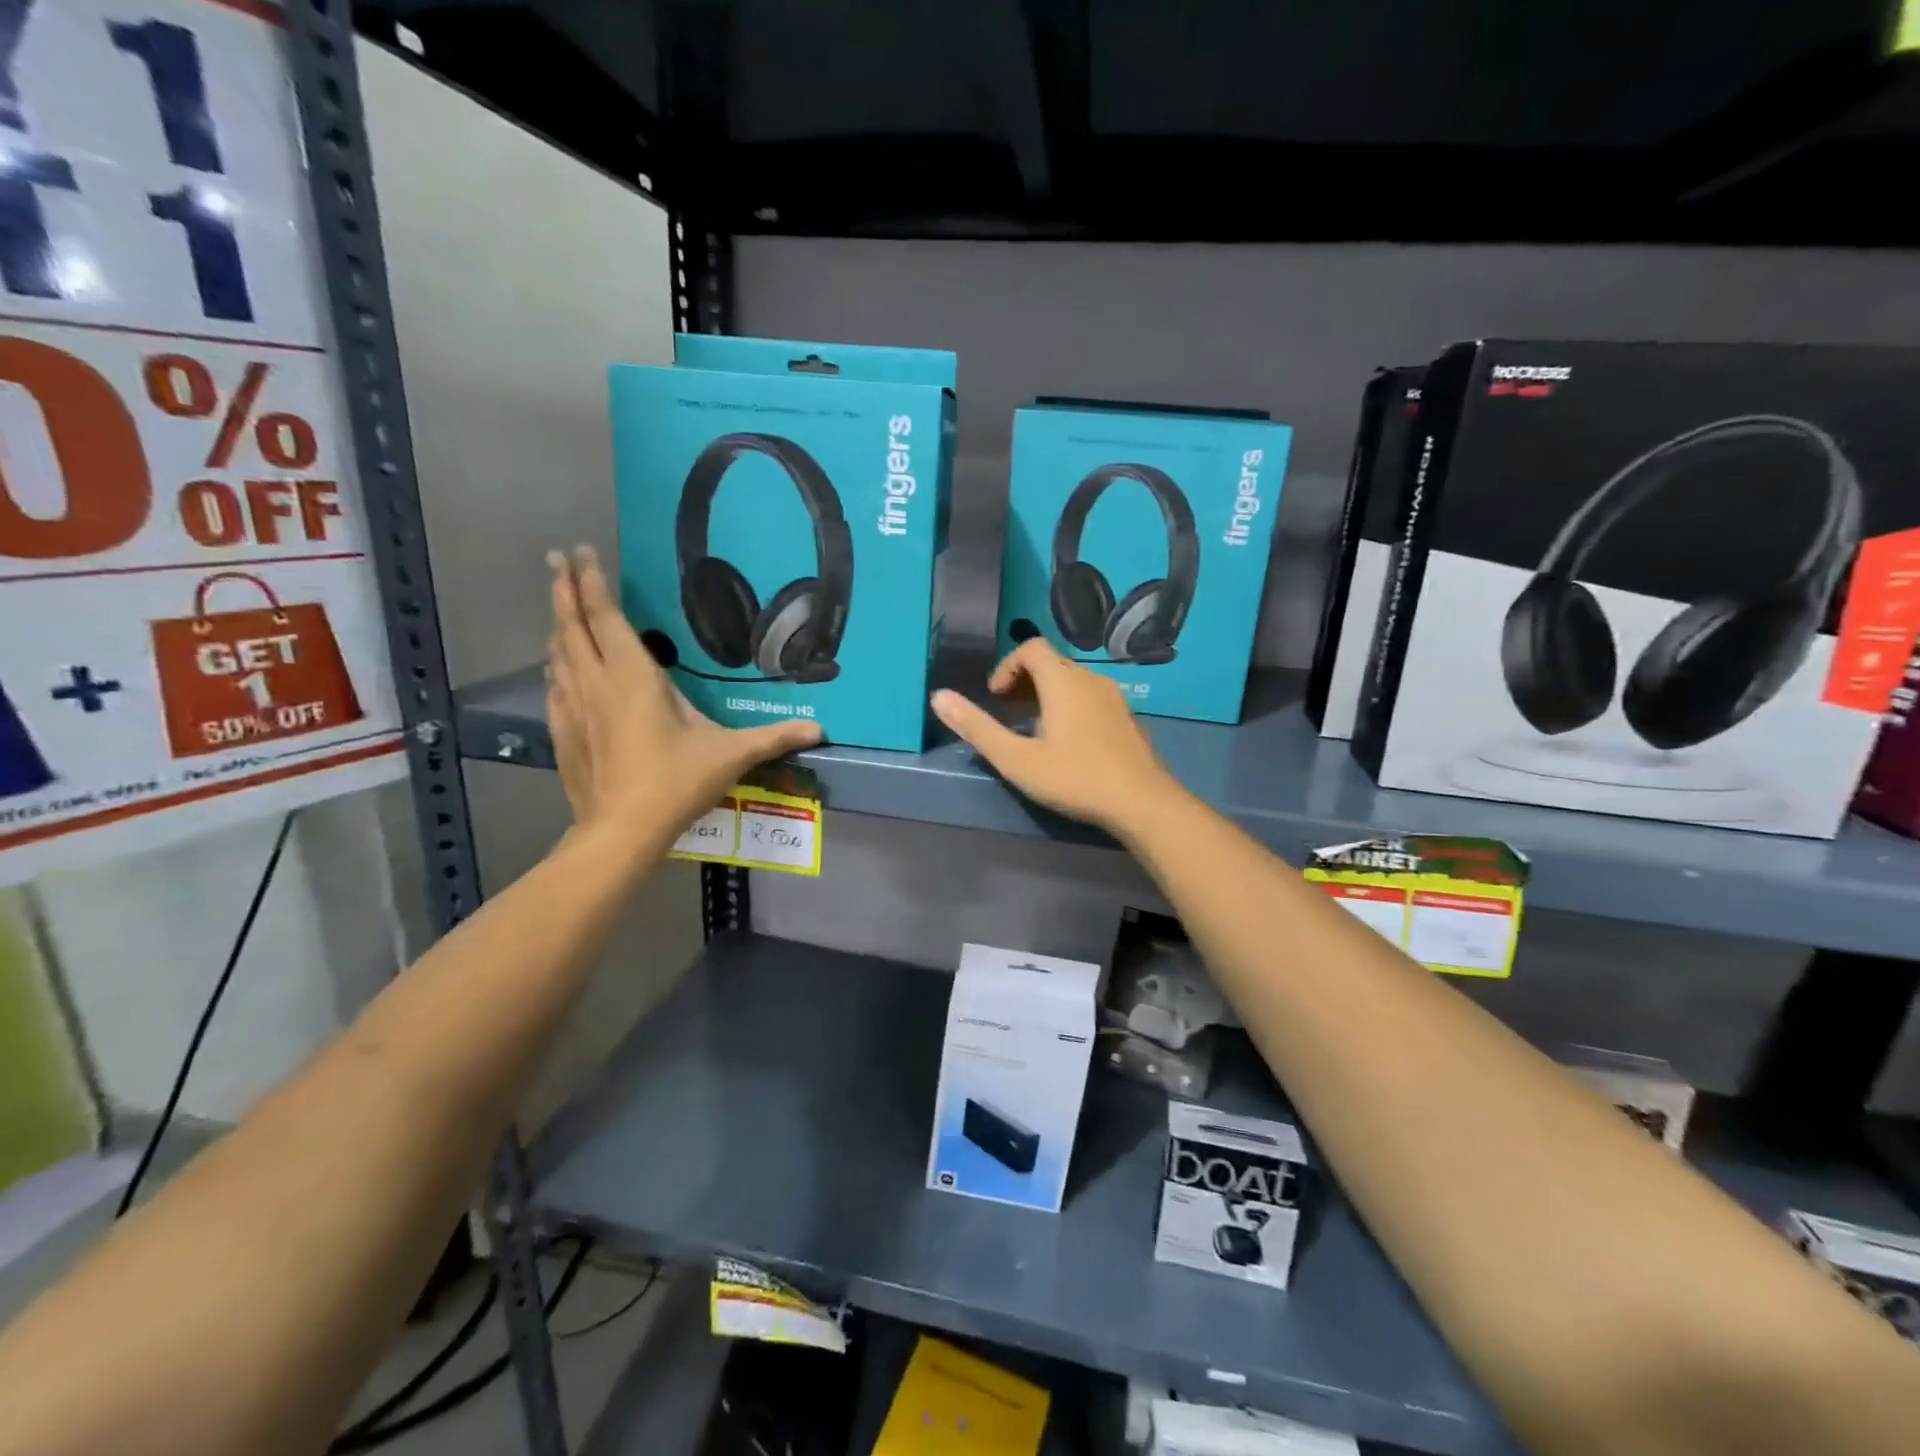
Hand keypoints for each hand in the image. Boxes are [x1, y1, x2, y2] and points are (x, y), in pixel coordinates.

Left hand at [546, 547, 820, 852]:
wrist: (623, 831)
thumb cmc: (677, 782)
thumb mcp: (731, 755)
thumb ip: (774, 738)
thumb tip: (820, 730)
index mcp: (633, 676)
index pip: (606, 616)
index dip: (591, 581)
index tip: (580, 550)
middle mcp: (596, 682)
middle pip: (571, 625)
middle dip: (563, 589)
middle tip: (557, 559)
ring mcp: (573, 708)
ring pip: (558, 654)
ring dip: (559, 626)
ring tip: (561, 608)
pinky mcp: (563, 733)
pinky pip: (555, 686)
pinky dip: (556, 667)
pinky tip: (558, 669)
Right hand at [930, 639, 1181, 835]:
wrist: (1142, 802)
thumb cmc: (1075, 778)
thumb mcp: (1017, 759)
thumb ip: (977, 728)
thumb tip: (938, 697)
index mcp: (1063, 681)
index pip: (1031, 648)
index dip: (1007, 666)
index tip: (995, 698)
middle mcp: (1091, 679)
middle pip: (1052, 663)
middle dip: (1024, 681)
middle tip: (1007, 712)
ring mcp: (1114, 698)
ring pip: (1073, 681)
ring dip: (1047, 694)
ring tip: (1032, 728)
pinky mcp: (1127, 718)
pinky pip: (1091, 697)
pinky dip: (1070, 706)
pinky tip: (1067, 743)